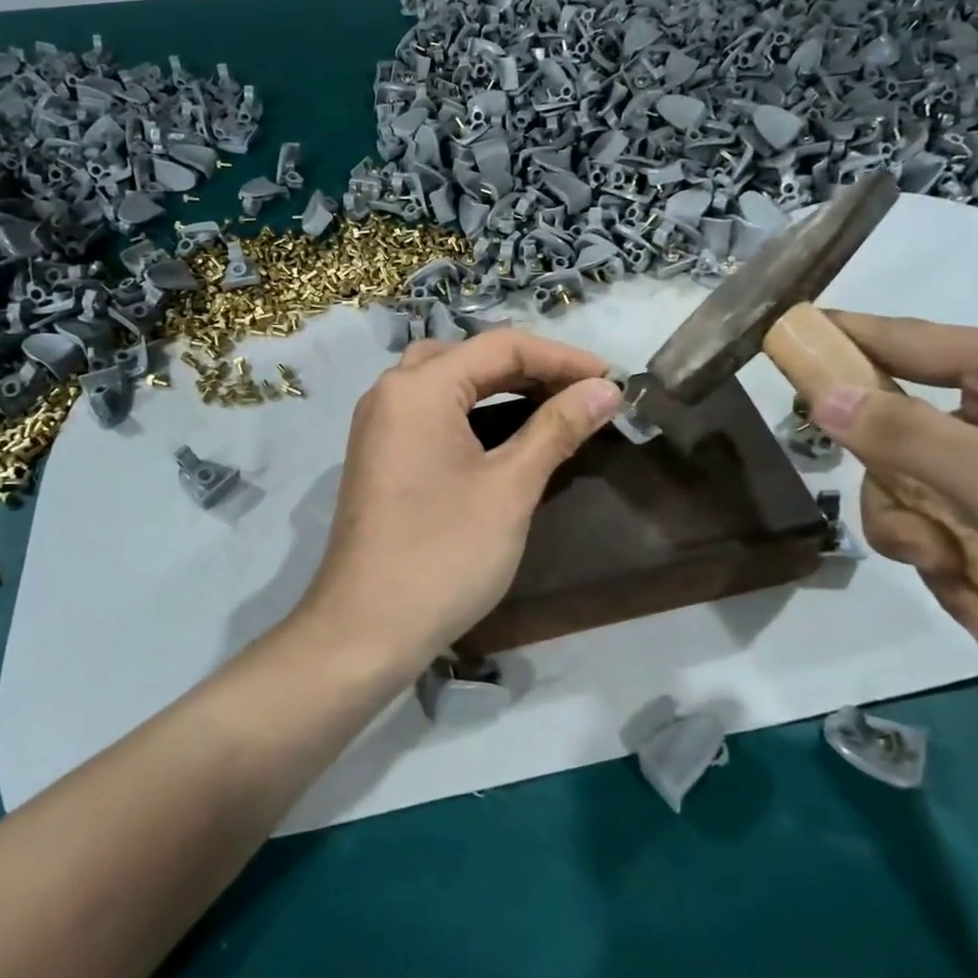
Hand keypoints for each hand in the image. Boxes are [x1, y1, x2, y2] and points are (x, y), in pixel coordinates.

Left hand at [304, 329, 622, 657]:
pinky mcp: (380, 456)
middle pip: (472, 357)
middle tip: (585, 393)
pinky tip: (506, 433)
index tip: (613, 380)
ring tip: (554, 405)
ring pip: (449, 383)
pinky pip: (433, 413)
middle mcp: (391, 392)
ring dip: (502, 387)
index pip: (502, 346)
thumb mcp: (510, 488)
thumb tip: (606, 389)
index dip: (563, 358)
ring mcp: (380, 425)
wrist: (365, 630)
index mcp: (418, 387)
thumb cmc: (443, 554)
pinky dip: (474, 411)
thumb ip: (558, 428)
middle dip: (533, 368)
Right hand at [809, 313, 977, 711]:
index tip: (773, 341)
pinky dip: (970, 585)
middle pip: (901, 435)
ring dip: (936, 557)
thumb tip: (820, 393)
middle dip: (904, 503)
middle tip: (930, 551)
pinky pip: (965, 541)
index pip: (902, 338)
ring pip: (925, 498)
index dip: (837, 341)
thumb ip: (904, 438)